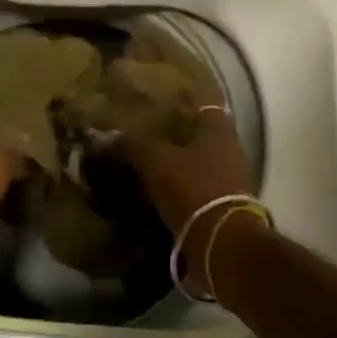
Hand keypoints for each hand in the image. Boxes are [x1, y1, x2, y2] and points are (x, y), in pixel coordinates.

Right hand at [124, 104, 252, 234]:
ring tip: (150, 156)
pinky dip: (181, 181)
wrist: (222, 243)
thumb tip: (105, 136)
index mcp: (218, 128)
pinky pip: (199, 182)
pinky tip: (160, 184)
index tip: (161, 94)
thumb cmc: (192, 188)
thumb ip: (132, 145)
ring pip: (200, 157)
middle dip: (178, 128)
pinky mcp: (225, 204)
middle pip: (201, 130)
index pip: (202, 100)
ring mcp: (230, 177)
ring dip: (179, 156)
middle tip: (149, 125)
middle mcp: (230, 148)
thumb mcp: (156, 161)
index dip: (182, 96)